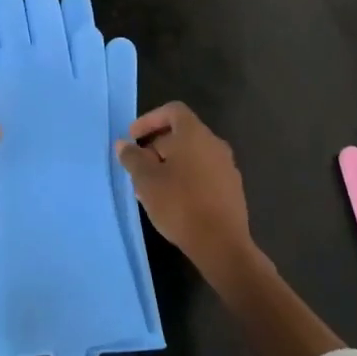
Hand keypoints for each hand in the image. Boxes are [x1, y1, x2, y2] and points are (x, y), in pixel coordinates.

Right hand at [116, 103, 252, 272]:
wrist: (222, 245)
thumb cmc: (180, 204)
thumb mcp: (146, 180)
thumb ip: (132, 157)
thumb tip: (124, 144)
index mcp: (195, 134)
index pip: (172, 110)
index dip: (149, 119)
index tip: (133, 137)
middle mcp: (214, 144)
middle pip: (182, 134)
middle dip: (156, 147)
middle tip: (138, 168)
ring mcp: (227, 167)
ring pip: (192, 156)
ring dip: (170, 165)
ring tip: (152, 188)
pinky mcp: (232, 190)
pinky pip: (204, 173)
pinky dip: (186, 178)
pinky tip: (173, 202)